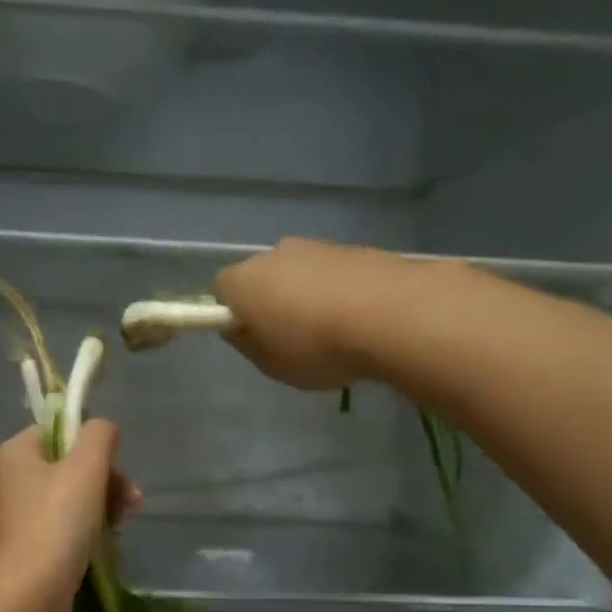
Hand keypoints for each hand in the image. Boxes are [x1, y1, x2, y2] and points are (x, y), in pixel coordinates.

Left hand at [0, 422, 136, 611]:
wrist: (29, 596)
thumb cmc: (57, 523)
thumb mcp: (86, 468)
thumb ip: (99, 436)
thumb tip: (103, 429)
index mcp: (15, 454)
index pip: (59, 429)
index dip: (92, 443)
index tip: (116, 466)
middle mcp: (11, 480)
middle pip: (69, 464)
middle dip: (106, 479)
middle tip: (130, 500)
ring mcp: (19, 517)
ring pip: (71, 497)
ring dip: (104, 504)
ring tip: (124, 523)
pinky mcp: (29, 547)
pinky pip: (65, 526)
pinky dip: (88, 529)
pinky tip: (108, 542)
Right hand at [213, 237, 408, 390]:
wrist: (391, 314)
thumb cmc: (316, 347)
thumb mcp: (271, 365)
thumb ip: (247, 344)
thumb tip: (239, 328)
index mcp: (244, 281)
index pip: (220, 290)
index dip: (230, 314)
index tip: (249, 338)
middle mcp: (275, 254)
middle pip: (261, 277)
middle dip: (269, 302)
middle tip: (288, 340)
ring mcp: (316, 247)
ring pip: (297, 273)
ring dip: (305, 297)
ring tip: (329, 332)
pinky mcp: (352, 248)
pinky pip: (330, 274)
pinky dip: (335, 292)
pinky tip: (354, 320)